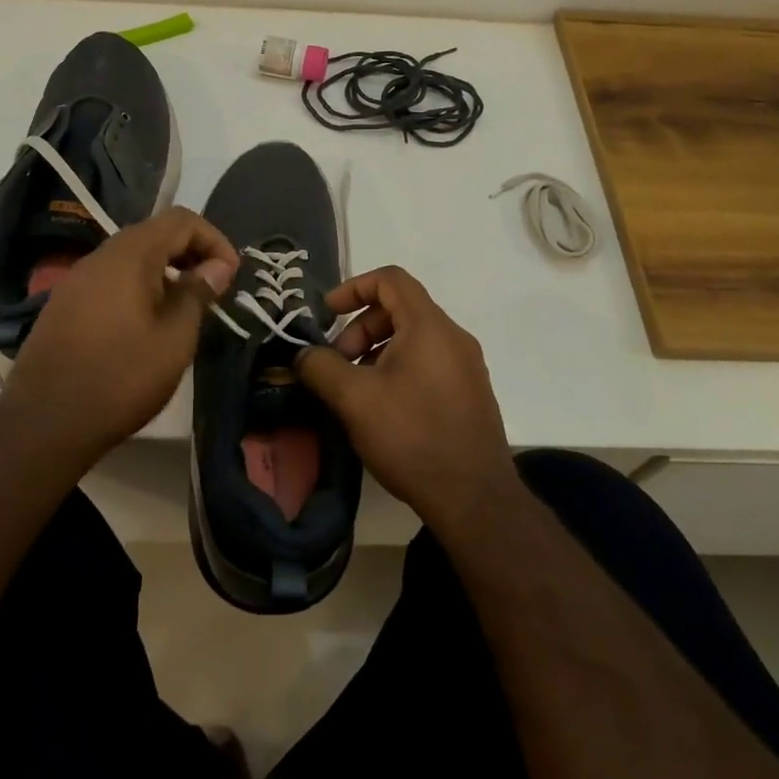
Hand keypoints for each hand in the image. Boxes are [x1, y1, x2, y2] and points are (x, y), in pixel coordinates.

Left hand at [2, 208, 237, 465]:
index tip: (230, 275)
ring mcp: (76, 280)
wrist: (43, 424)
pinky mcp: (64, 305)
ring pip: (131, 258)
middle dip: (190, 254)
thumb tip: (217, 266)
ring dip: (165, 272)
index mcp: (130, 255)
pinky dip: (138, 287)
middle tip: (213, 289)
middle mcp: (100, 256)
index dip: (214, 240)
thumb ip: (198, 293)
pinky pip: (110, 280)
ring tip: (184, 309)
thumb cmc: (121, 378)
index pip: (182, 220)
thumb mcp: (175, 338)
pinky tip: (147, 324)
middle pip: (155, 233)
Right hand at [298, 265, 519, 533]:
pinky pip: (429, 361)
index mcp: (429, 326)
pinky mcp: (470, 393)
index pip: (391, 279)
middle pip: (400, 308)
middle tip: (337, 363)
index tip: (327, 314)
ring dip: (377, 351)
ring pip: (414, 338)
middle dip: (361, 328)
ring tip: (355, 389)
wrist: (475, 499)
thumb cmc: (412, 437)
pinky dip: (399, 368)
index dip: (354, 287)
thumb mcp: (354, 399)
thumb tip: (303, 354)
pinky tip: (383, 407)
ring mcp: (467, 366)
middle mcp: (454, 337)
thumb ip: (321, 367)